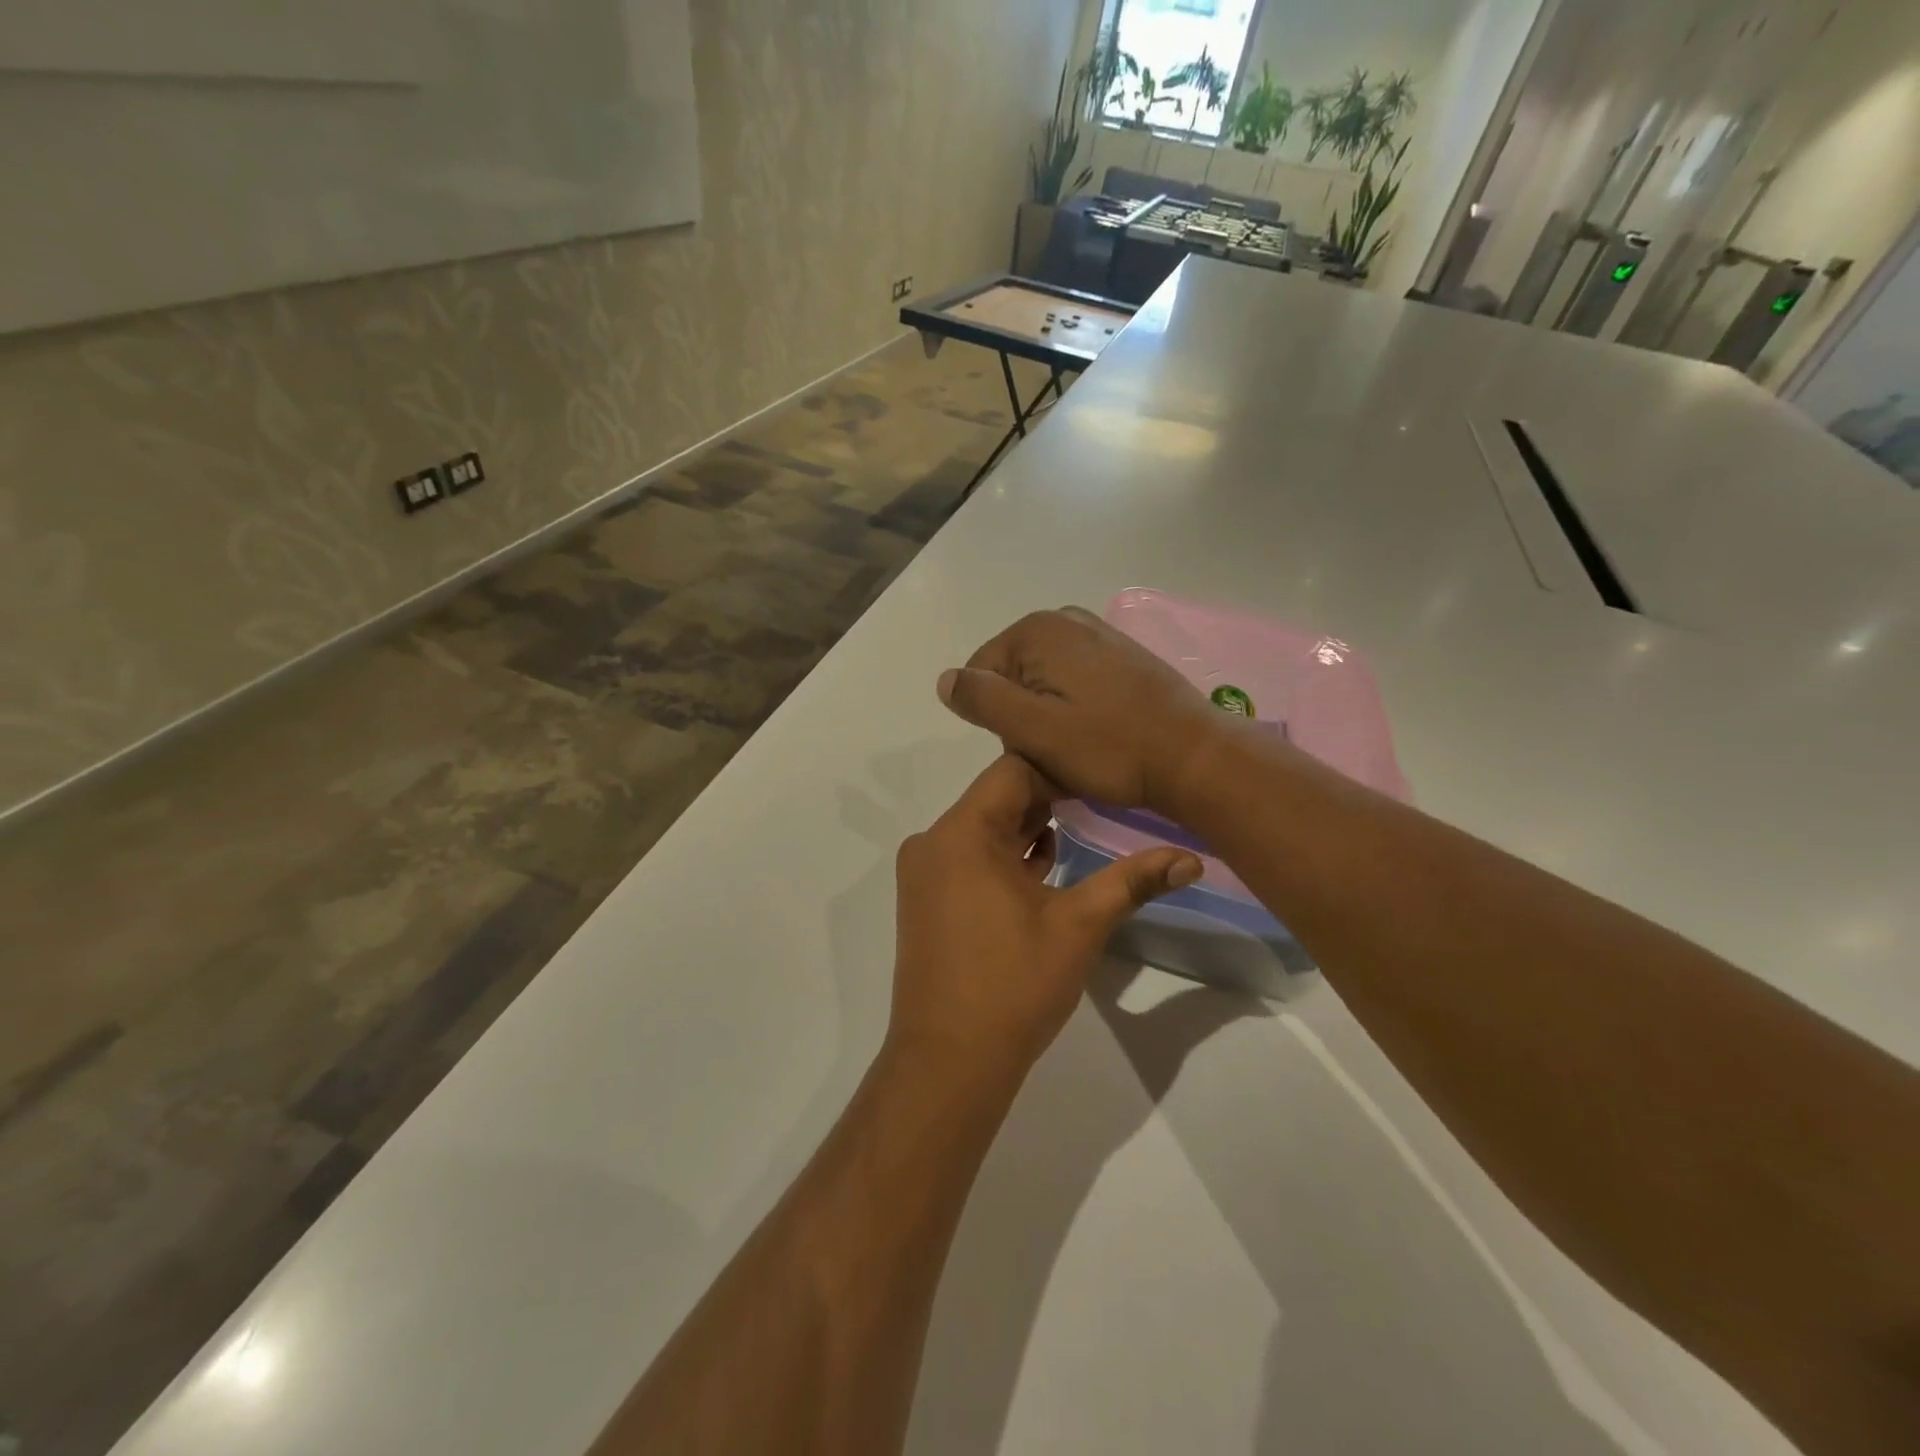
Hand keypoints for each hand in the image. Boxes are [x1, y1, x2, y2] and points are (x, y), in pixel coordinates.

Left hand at [889, 755, 1202, 1080]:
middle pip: (997, 797)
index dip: (1061, 771)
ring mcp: (925, 872)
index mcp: (962, 832)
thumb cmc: (1014, 985)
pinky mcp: (926, 900)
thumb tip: (1192, 858)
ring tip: (1082, 833)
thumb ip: (1133, 881)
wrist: (949, 1062)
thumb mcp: (1080, 926)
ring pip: (984, 829)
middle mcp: (934, 841)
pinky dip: (1005, 857)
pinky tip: (1044, 870)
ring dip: (1029, 830)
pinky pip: (969, 858)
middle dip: (1050, 799)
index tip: (1104, 782)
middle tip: (1103, 804)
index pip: (1014, 770)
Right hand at [936, 608, 1226, 814]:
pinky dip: (1077, 711)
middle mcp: (1064, 620)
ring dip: (1050, 719)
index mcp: (1036, 630)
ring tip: (1080, 749)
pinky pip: (1075, 684)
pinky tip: (1100, 735)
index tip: (1028, 747)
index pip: (980, 676)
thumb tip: (945, 679)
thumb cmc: (1108, 747)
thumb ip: (981, 699)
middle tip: (1055, 752)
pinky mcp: (1121, 655)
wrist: (1193, 757)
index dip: (996, 720)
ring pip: (1043, 685)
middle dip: (1023, 718)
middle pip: (1012, 678)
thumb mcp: (1031, 729)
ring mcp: (1097, 634)